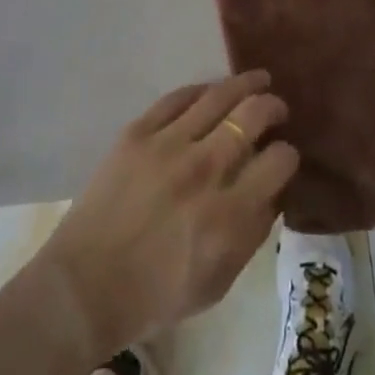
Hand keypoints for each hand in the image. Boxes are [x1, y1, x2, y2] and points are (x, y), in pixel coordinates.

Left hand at [35, 71, 298, 358]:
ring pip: (218, 95)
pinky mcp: (138, 131)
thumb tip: (273, 191)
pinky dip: (201, 90)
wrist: (85, 285)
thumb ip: (251, 235)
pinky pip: (178, 97)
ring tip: (258, 79)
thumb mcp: (217, 283)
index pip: (277, 162)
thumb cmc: (155, 295)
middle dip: (273, 106)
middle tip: (278, 108)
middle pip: (252, 116)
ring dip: (245, 83)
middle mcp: (203, 171)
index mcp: (226, 216)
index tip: (285, 155)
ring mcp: (168, 145)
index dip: (288, 155)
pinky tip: (212, 91)